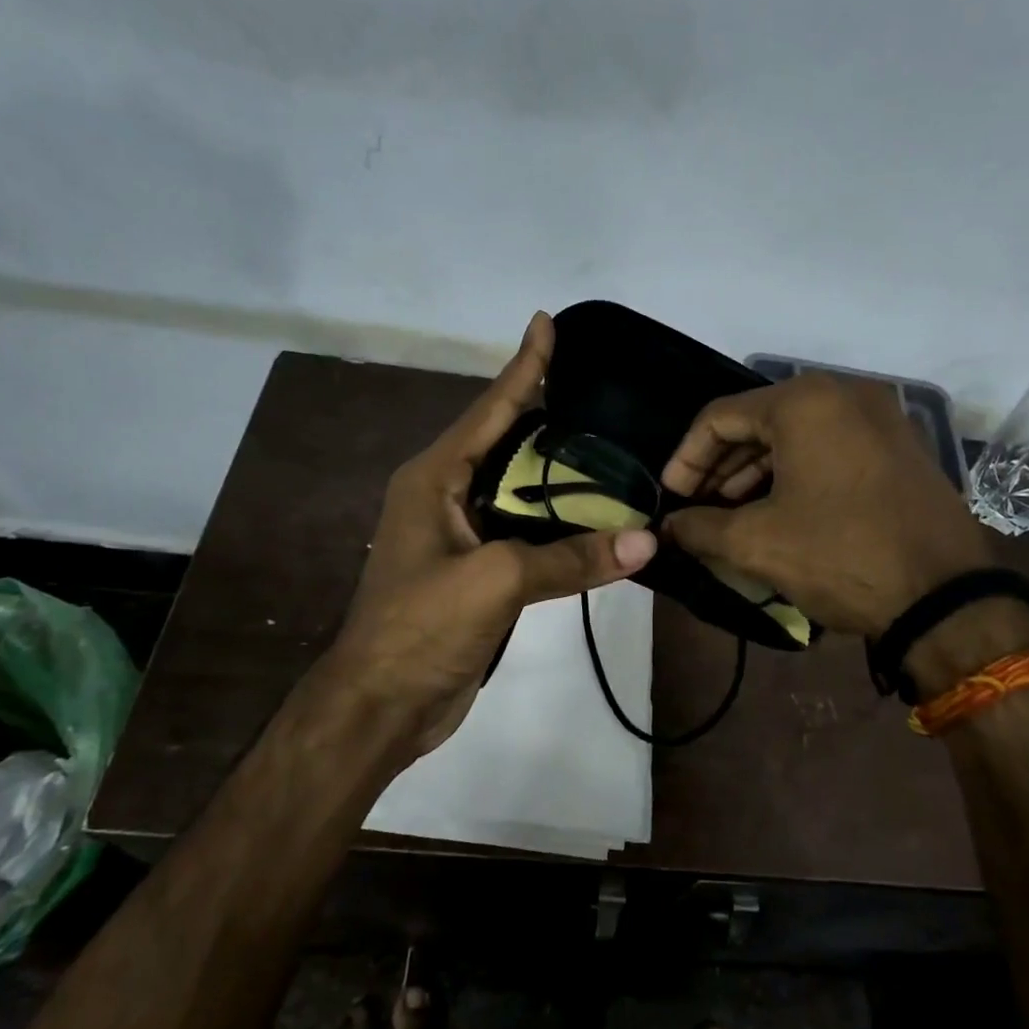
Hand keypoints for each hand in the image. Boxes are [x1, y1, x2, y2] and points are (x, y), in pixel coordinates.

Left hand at [326, 313, 657, 758]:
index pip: (489, 409)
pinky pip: (524, 530)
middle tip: (601, 388)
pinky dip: (558, 519)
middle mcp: (444, 496)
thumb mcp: (495, 580)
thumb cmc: (422, 627)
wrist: (382, 705)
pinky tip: (592, 512)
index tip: (546, 323)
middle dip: (547, 412)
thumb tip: (646, 541)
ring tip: (609, 442)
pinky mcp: (476, 571)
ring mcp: (459, 535)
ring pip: (518, 489)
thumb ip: (569, 558)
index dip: (522, 366)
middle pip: (505, 441)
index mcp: (434, 478)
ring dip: (558, 470)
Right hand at [660, 374, 991, 636]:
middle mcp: (844, 394)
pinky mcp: (900, 447)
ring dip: (755, 472)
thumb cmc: (840, 555)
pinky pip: (830, 448)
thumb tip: (668, 527)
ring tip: (729, 514)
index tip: (670, 498)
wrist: (945, 597)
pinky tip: (777, 510)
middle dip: (720, 467)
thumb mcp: (757, 543)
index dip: (686, 459)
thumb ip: (699, 528)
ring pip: (796, 436)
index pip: (719, 418)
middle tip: (696, 507)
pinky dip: (795, 474)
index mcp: (804, 402)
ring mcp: (880, 418)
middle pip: (759, 422)